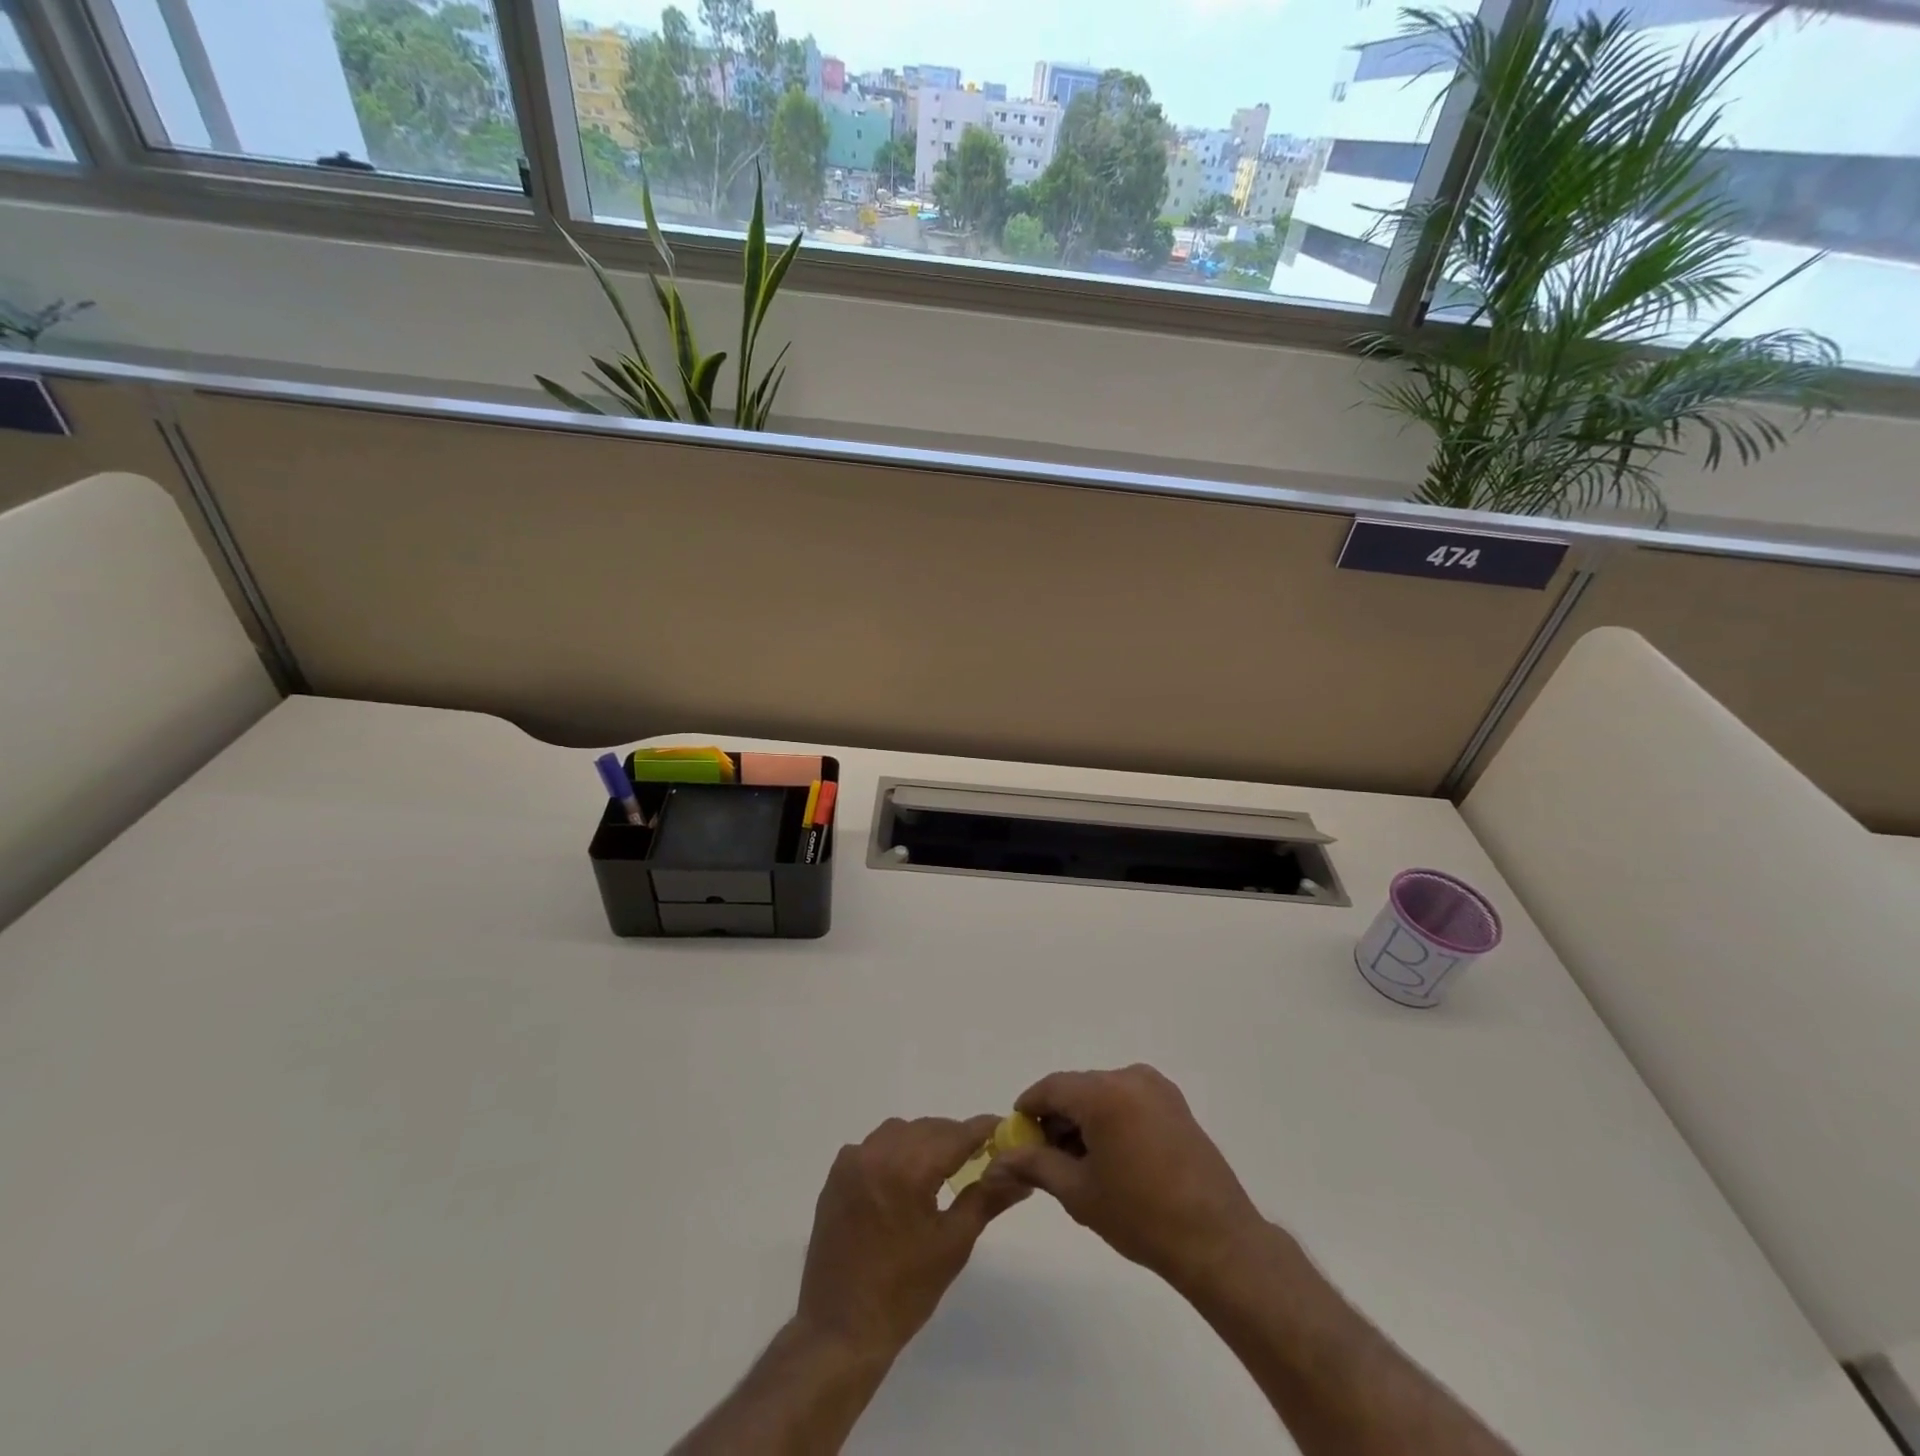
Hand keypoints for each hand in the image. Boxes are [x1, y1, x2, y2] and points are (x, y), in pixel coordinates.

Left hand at [795, 1115, 1028, 1361]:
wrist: (841, 1329)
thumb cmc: (905, 1292)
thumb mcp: (954, 1244)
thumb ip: (988, 1198)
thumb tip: (1022, 1176)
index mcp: (909, 1169)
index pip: (956, 1135)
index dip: (984, 1130)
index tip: (1005, 1129)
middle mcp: (878, 1153)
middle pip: (929, 1129)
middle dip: (955, 1138)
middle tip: (979, 1156)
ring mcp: (853, 1161)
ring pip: (900, 1131)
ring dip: (924, 1141)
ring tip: (941, 1169)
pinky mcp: (837, 1174)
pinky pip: (874, 1145)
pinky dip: (895, 1151)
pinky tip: (904, 1179)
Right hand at [986, 1065, 1269, 1292]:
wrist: (1217, 1241)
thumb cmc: (1141, 1217)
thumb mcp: (1079, 1192)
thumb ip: (1035, 1165)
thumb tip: (998, 1160)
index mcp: (1104, 1093)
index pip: (1051, 1088)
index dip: (1029, 1109)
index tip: (1016, 1136)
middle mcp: (1130, 1077)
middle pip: (1078, 1088)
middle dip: (1056, 1117)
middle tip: (1043, 1157)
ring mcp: (1156, 1088)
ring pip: (1102, 1094)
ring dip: (1083, 1119)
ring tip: (1077, 1164)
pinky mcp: (1175, 1104)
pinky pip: (1127, 1100)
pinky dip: (1110, 1118)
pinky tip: (1108, 1157)